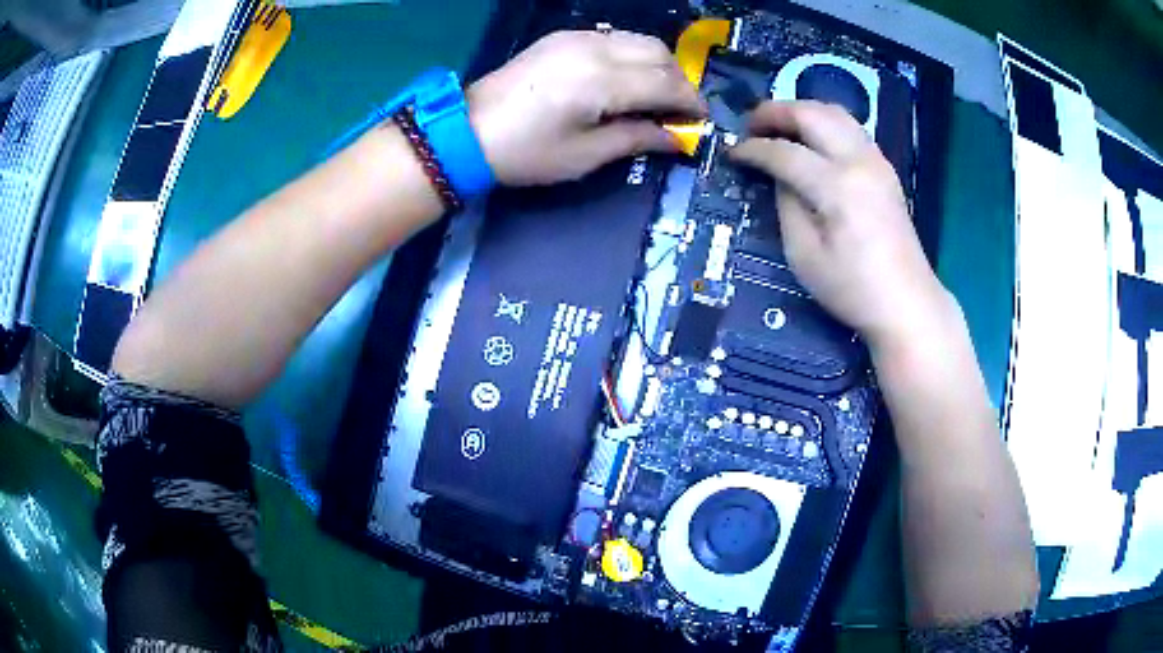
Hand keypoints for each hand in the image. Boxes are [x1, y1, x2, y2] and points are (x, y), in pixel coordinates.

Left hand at [467, 30, 706, 185]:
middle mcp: (595, 48)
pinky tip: (625, 79)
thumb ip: (637, 139)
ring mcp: (577, 37)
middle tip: (677, 111)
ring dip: (658, 65)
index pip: (667, 83)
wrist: (467, 132)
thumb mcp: (585, 155)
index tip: (700, 122)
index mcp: (602, 80)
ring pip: (639, 40)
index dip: (691, 102)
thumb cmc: (526, 152)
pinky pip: (613, 38)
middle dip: (678, 81)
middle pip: (660, 54)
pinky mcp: (562, 37)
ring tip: (654, 96)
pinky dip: (632, 56)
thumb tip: (677, 138)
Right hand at [729, 101, 952, 348]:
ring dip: (801, 111)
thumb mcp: (804, 255)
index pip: (785, 152)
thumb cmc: (852, 289)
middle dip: (774, 113)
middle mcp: (859, 161)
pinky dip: (824, 123)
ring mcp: (876, 161)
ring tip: (779, 127)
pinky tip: (812, 140)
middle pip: (811, 114)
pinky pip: (850, 128)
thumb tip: (778, 176)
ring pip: (834, 113)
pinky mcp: (885, 169)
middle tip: (750, 126)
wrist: (906, 303)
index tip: (732, 152)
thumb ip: (787, 205)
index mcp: (837, 186)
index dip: (753, 149)